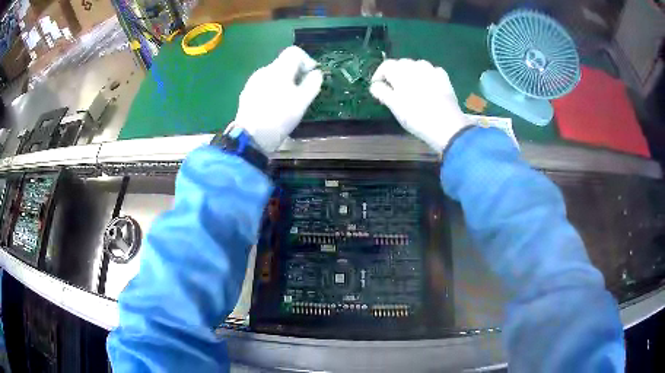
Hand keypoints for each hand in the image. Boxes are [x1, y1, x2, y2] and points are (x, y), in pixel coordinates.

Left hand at [232, 46, 322, 152]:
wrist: (250, 137)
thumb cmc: (279, 117)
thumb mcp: (302, 102)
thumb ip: (312, 84)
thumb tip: (316, 73)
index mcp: (279, 69)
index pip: (294, 52)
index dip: (307, 60)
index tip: (311, 76)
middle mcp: (264, 70)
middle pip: (284, 64)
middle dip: (296, 74)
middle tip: (302, 92)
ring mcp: (253, 81)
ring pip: (274, 75)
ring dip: (284, 83)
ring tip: (288, 102)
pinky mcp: (247, 93)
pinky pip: (264, 85)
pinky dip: (273, 90)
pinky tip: (273, 107)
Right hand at [369, 59, 469, 153]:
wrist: (446, 124)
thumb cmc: (415, 116)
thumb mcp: (394, 106)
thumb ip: (382, 92)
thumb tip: (375, 85)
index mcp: (400, 71)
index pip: (385, 66)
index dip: (379, 75)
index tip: (377, 88)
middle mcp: (415, 66)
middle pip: (401, 64)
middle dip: (395, 74)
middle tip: (394, 89)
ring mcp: (431, 70)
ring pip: (417, 65)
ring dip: (411, 73)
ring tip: (411, 87)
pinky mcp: (443, 78)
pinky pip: (431, 71)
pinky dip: (427, 76)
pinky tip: (427, 86)